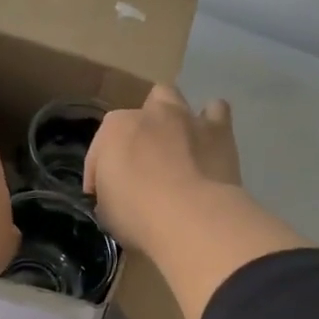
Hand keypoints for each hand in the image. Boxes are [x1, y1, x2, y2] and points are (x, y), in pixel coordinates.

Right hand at [84, 85, 241, 253]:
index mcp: (114, 131)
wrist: (193, 219)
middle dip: (139, 132)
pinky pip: (216, 112)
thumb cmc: (139, 215)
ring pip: (172, 99)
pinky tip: (208, 142)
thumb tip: (117, 195)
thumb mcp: (107, 212)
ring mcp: (185, 118)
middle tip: (143, 161)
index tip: (104, 196)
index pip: (100, 150)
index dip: (99, 174)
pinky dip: (210, 123)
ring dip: (170, 118)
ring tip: (173, 143)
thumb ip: (109, 194)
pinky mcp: (219, 131)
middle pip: (138, 114)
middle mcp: (149, 114)